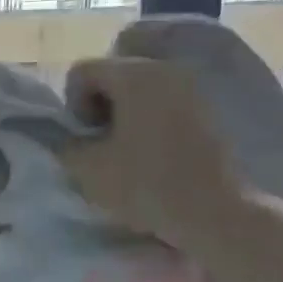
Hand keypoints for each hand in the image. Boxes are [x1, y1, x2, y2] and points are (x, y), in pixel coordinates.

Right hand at [58, 56, 248, 252]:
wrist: (217, 212)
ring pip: (141, 89)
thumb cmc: (147, 184)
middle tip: (103, 144)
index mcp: (134, 74)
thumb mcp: (86, 168)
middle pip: (113, 74)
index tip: (86, 138)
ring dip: (126, 114)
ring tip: (129, 149)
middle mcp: (167, 68)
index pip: (82, 72)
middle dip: (100, 106)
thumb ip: (65, 144)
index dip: (72, 105)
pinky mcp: (211, 107)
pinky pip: (166, 102)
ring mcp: (194, 86)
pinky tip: (155, 153)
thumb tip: (68, 137)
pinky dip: (151, 120)